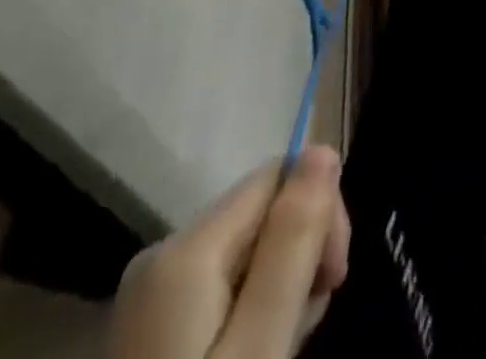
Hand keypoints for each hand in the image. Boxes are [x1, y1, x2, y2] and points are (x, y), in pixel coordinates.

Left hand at [109, 147, 349, 358]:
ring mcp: (151, 292)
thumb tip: (322, 148)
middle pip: (261, 210)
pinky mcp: (152, 324)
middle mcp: (161, 253)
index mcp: (184, 248)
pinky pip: (221, 283)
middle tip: (306, 325)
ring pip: (246, 249)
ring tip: (281, 345)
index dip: (319, 211)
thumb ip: (291, 244)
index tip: (334, 280)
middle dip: (299, 254)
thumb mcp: (259, 346)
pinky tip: (254, 350)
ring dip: (279, 285)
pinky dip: (250, 308)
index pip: (278, 175)